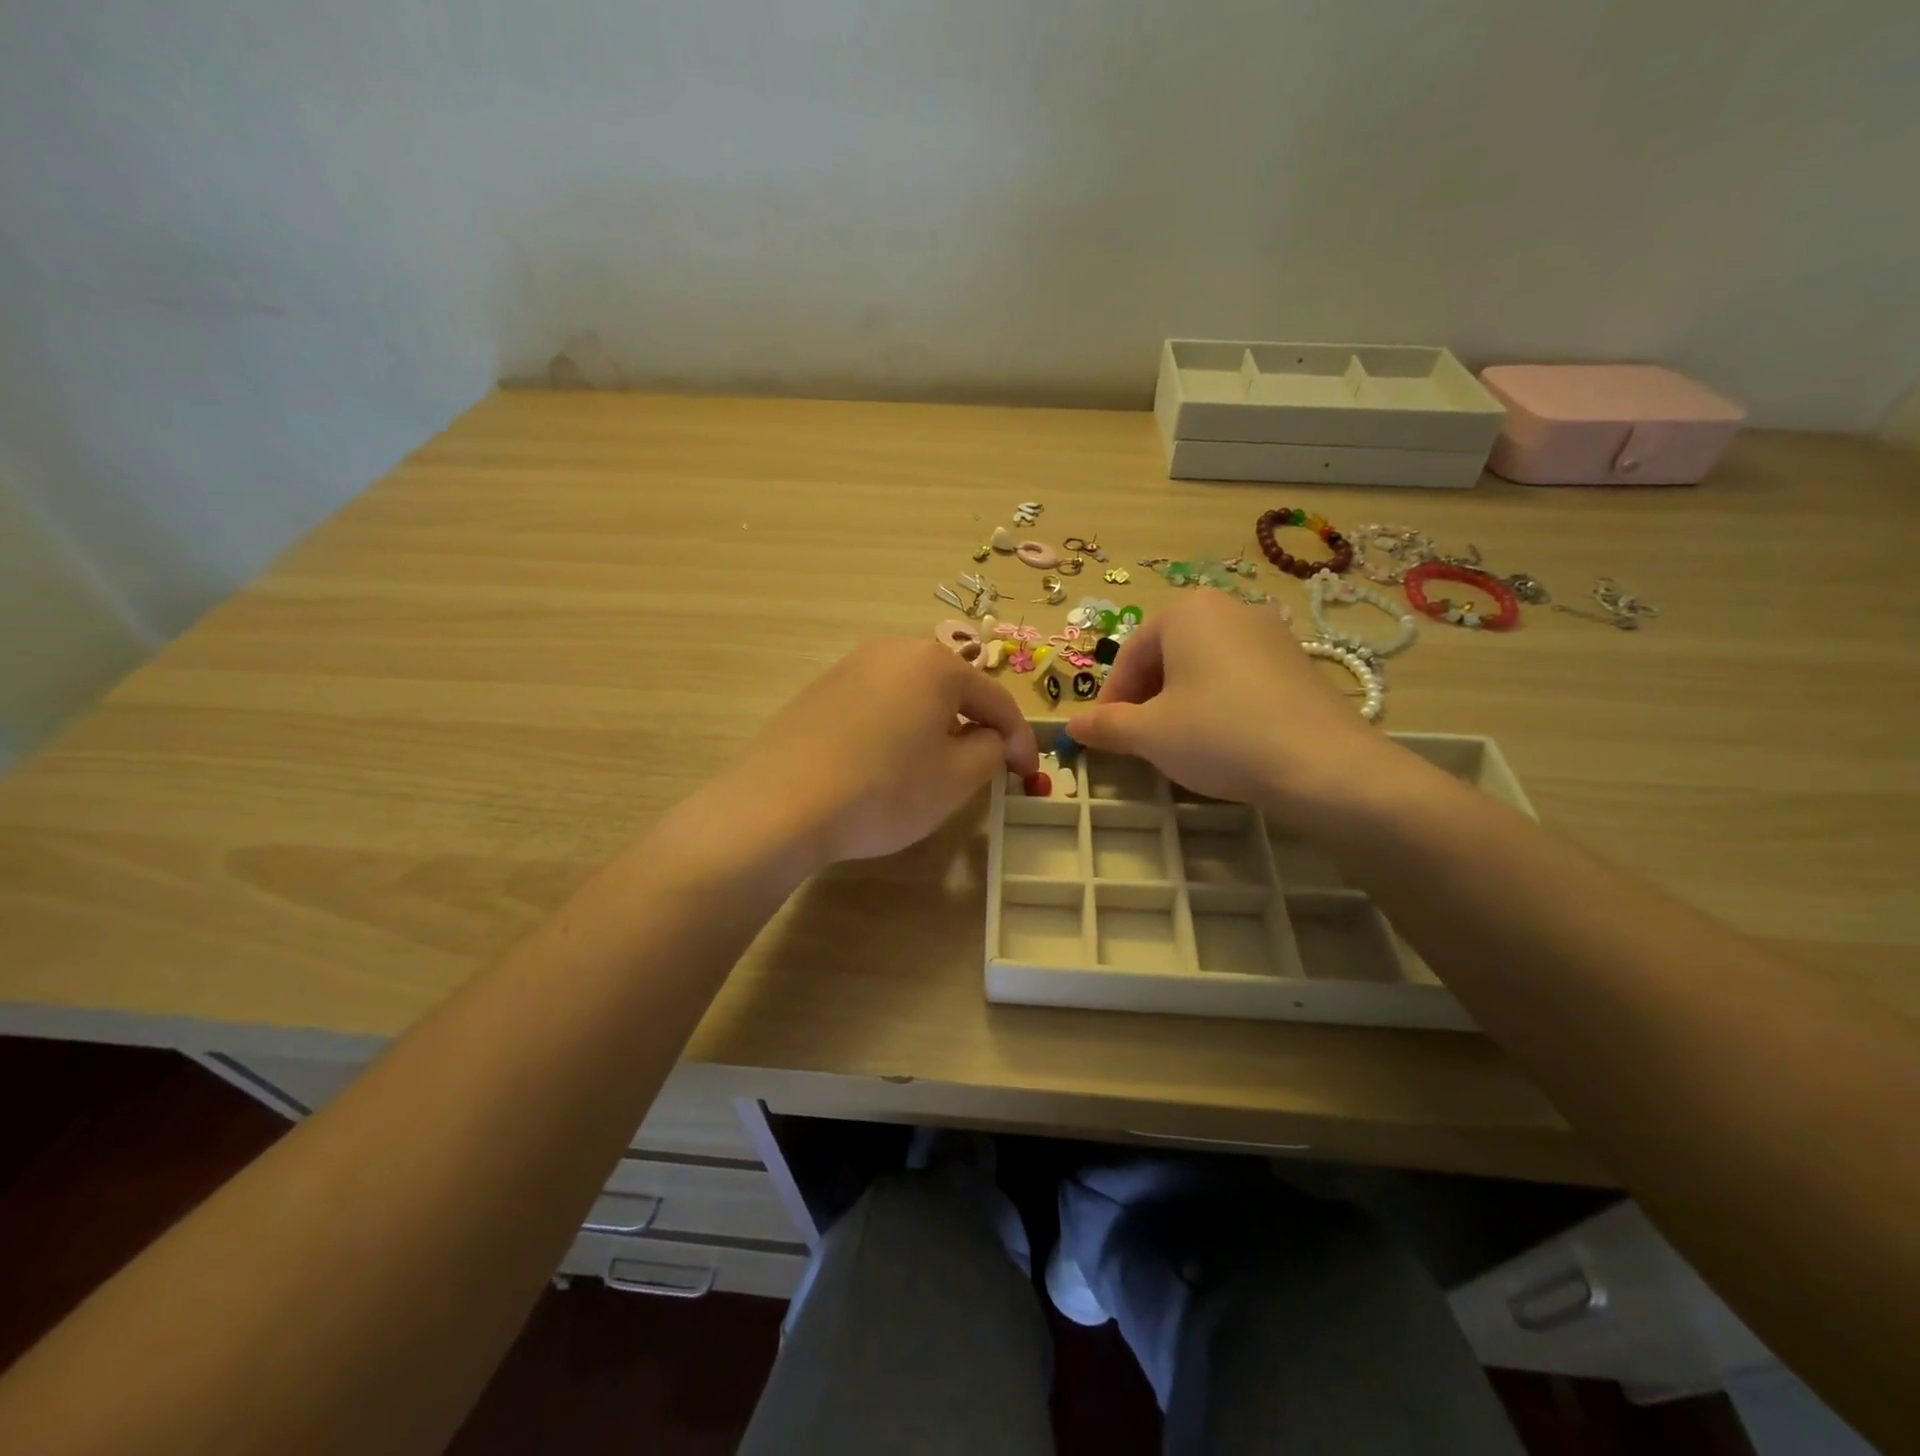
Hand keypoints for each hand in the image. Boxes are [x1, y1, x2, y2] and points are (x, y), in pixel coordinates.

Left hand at [713, 639, 1039, 867]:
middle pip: (953, 687)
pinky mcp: (821, 689)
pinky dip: (897, 725)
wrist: (780, 804)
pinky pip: (878, 701)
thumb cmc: (884, 790)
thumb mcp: (956, 778)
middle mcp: (893, 650)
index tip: (1028, 775)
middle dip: (976, 724)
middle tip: (985, 764)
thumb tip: (990, 738)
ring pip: (914, 692)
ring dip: (936, 723)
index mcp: (936, 663)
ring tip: (937, 763)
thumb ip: (991, 750)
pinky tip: (887, 760)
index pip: (996, 700)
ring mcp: (851, 665)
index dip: (1019, 740)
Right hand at [1066, 591, 1401, 823]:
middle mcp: (1230, 609)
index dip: (1111, 697)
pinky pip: (1239, 678)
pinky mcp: (1297, 664)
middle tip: (1139, 740)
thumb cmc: (1219, 735)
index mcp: (1188, 612)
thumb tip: (1072, 725)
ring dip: (1179, 702)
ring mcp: (1270, 634)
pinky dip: (1218, 704)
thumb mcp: (1149, 734)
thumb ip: (1106, 725)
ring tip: (1178, 743)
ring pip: (1204, 667)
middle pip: (1168, 655)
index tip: (1105, 734)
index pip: (1131, 654)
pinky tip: (1222, 740)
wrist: (1322, 764)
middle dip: (1146, 698)